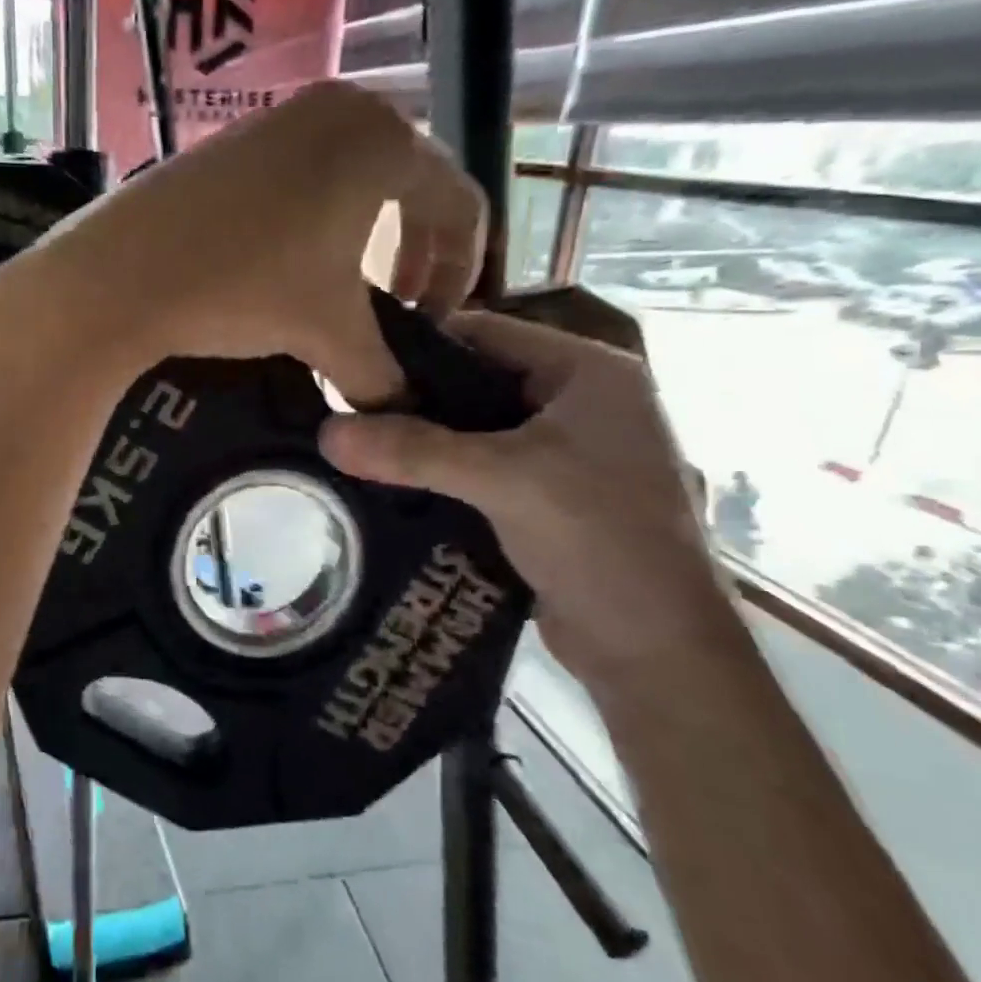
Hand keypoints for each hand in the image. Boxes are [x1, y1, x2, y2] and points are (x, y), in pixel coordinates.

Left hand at [0, 81, 487, 404]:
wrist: (120, 273)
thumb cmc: (244, 289)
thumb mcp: (329, 333)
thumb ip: (381, 374)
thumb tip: (402, 410)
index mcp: (385, 142)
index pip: (459, 205)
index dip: (460, 272)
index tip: (433, 322)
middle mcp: (342, 109)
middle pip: (409, 185)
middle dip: (413, 252)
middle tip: (398, 306)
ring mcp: (282, 117)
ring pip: (353, 179)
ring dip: (362, 238)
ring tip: (342, 291)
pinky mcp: (235, 137)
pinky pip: (303, 175)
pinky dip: (315, 220)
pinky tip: (288, 264)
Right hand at [318, 309, 730, 686]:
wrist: (655, 650)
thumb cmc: (598, 539)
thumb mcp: (503, 481)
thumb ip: (412, 451)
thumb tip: (325, 432)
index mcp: (587, 371)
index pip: (485, 331)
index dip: (417, 344)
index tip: (353, 363)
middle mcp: (577, 400)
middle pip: (474, 379)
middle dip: (412, 397)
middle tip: (343, 410)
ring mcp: (564, 449)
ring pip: (472, 427)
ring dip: (420, 439)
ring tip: (354, 444)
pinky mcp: (546, 493)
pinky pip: (478, 465)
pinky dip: (437, 471)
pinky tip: (387, 480)